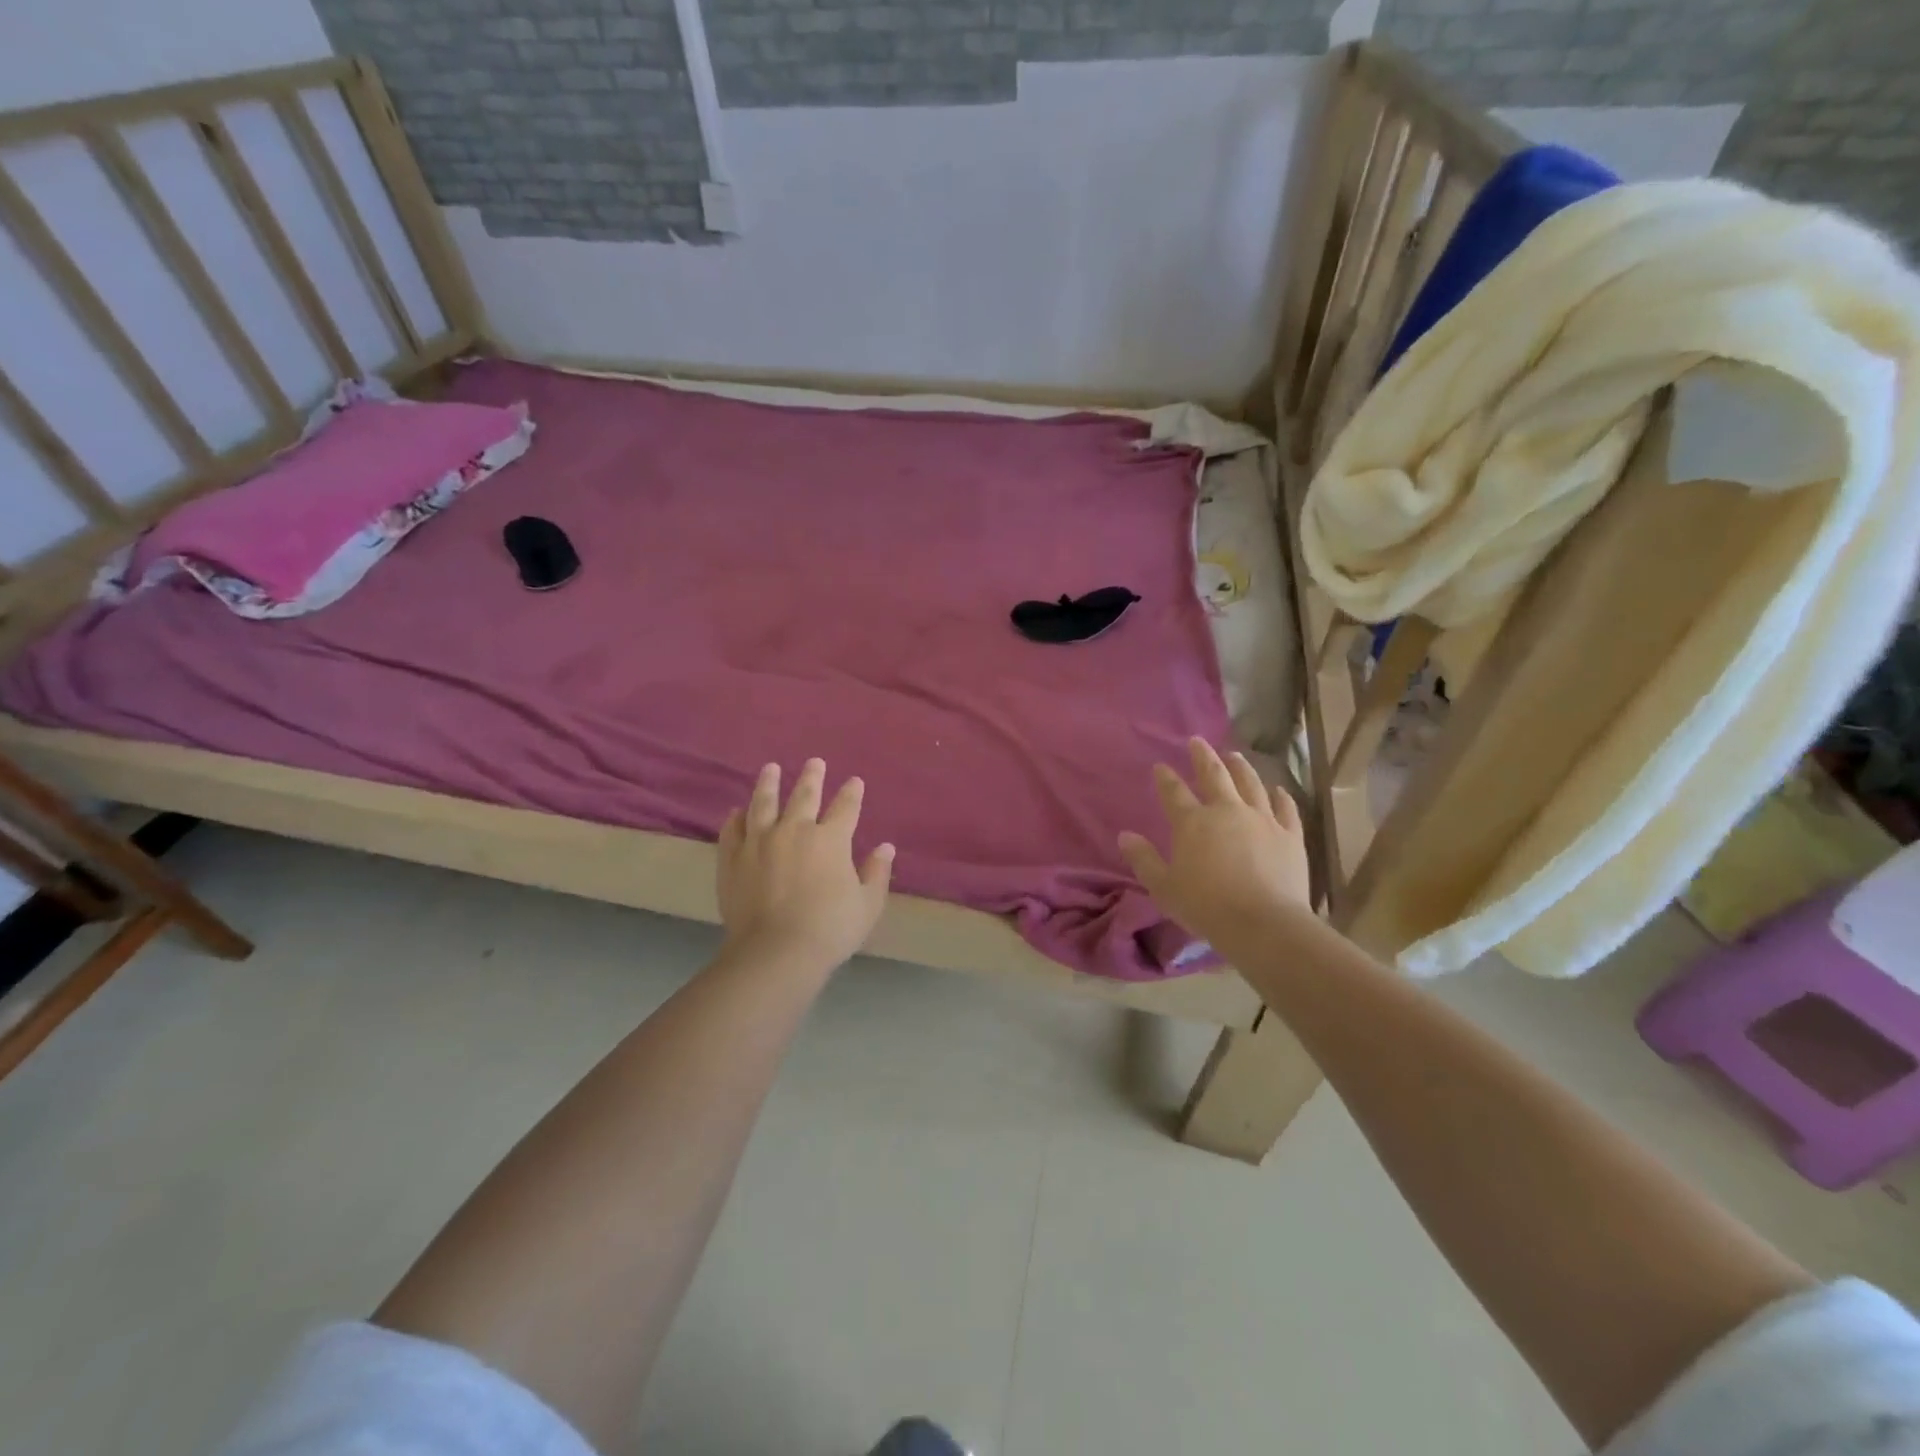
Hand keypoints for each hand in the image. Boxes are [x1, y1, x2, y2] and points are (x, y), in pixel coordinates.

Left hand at [717, 759, 894, 973]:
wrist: (776, 951)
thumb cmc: (830, 929)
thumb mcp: (867, 905)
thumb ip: (876, 873)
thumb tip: (885, 848)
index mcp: (831, 839)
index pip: (845, 807)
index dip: (852, 793)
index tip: (855, 781)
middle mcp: (794, 830)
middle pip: (804, 795)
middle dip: (812, 777)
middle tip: (814, 762)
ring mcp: (759, 842)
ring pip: (763, 803)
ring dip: (768, 783)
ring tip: (770, 768)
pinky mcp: (732, 859)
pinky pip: (733, 830)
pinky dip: (736, 818)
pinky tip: (737, 811)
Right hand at [1118, 739, 1312, 955]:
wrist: (1263, 924)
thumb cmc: (1205, 906)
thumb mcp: (1163, 887)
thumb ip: (1143, 859)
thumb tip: (1125, 836)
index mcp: (1192, 822)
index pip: (1174, 792)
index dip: (1165, 778)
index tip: (1160, 766)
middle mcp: (1227, 811)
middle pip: (1214, 775)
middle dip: (1203, 756)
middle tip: (1197, 741)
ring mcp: (1262, 820)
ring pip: (1251, 784)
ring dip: (1241, 767)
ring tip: (1235, 755)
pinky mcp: (1290, 835)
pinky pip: (1286, 809)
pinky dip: (1281, 797)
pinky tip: (1278, 789)